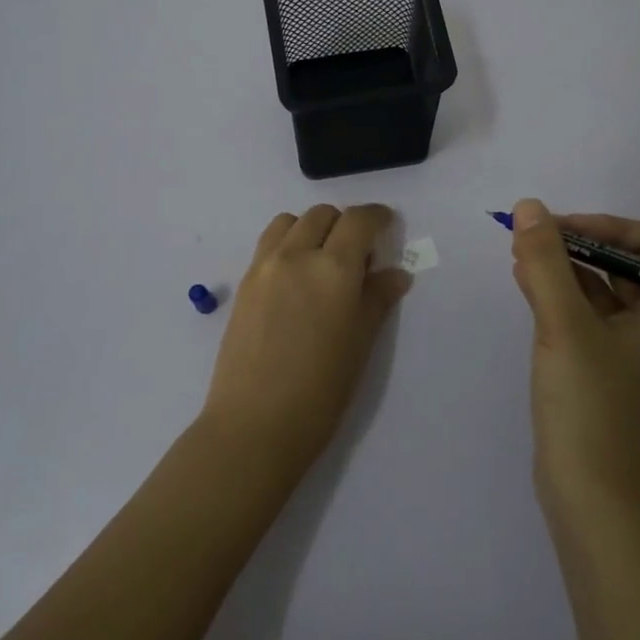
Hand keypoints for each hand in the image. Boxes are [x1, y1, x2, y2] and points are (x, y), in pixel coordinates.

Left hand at [201, 204, 411, 477]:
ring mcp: (264, 266)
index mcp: (333, 268)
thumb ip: (377, 299)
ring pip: (290, 221)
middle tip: (357, 256)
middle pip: (322, 214)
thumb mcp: (361, 344)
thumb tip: (395, 274)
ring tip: (322, 261)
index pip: (359, 220)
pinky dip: (287, 244)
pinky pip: (268, 244)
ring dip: (312, 228)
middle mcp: (296, 255)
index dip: (377, 217)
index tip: (387, 225)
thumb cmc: (320, 391)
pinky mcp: (244, 283)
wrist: (254, 425)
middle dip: (345, 224)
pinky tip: (296, 278)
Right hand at [507, 198, 639, 518]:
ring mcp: (630, 351)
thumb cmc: (589, 405)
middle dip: (575, 244)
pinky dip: (558, 297)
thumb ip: (546, 262)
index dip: (600, 225)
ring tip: (520, 258)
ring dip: (562, 268)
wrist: (592, 498)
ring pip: (598, 290)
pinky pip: (584, 317)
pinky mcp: (603, 370)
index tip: (554, 229)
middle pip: (620, 264)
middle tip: (528, 238)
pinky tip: (526, 288)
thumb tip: (529, 206)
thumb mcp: (564, 325)